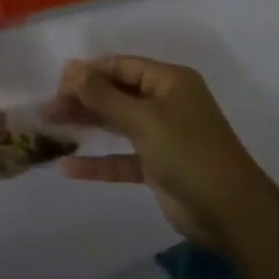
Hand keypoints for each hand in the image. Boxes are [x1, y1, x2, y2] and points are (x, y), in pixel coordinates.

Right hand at [45, 56, 277, 250]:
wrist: (231, 213)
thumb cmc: (188, 152)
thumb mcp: (143, 119)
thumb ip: (103, 96)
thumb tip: (71, 66)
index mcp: (170, 81)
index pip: (122, 66)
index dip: (89, 72)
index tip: (57, 83)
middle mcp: (166, 103)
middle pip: (117, 93)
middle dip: (83, 99)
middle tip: (47, 108)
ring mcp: (163, 135)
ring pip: (117, 124)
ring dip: (87, 125)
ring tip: (49, 126)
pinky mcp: (158, 166)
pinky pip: (122, 158)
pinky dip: (99, 162)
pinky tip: (69, 167)